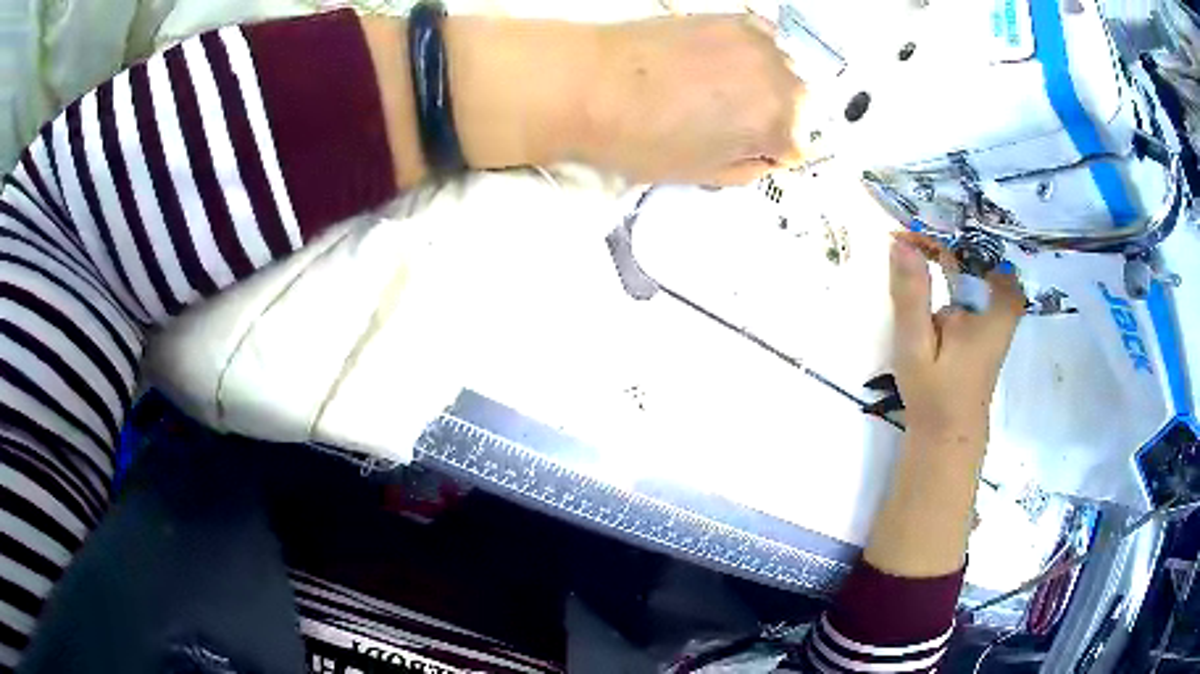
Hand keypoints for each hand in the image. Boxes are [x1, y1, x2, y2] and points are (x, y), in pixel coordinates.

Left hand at [583, 15, 805, 184]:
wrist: (589, 83)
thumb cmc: (641, 138)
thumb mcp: (702, 174)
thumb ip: (748, 168)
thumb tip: (763, 156)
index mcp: (778, 126)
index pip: (797, 148)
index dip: (767, 154)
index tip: (744, 151)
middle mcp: (781, 79)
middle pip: (798, 107)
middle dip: (773, 118)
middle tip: (730, 123)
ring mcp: (758, 43)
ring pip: (783, 71)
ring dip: (764, 83)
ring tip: (718, 89)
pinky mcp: (731, 18)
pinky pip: (763, 38)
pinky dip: (752, 52)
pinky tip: (722, 60)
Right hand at [888, 232, 1024, 445]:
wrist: (948, 434)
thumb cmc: (933, 394)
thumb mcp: (916, 346)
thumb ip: (912, 296)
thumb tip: (901, 243)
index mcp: (989, 310)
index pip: (970, 252)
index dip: (938, 236)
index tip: (904, 236)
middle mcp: (1001, 305)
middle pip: (980, 252)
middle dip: (947, 237)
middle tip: (910, 235)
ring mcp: (998, 313)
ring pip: (980, 265)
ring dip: (951, 251)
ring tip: (916, 244)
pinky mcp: (990, 322)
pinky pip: (978, 281)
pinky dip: (957, 269)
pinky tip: (933, 269)